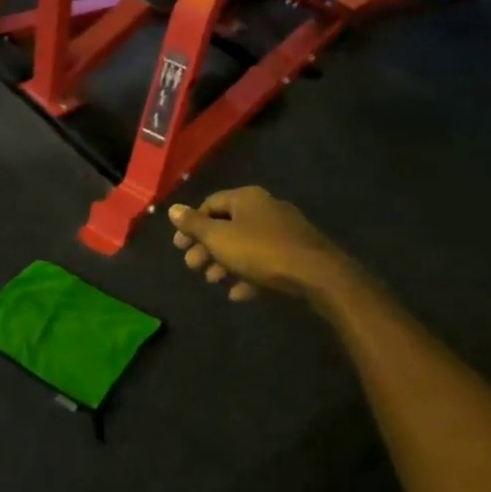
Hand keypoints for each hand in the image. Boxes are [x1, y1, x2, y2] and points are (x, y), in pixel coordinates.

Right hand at [168, 187, 351, 302]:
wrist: (317, 274)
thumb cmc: (261, 251)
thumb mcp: (220, 238)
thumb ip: (195, 224)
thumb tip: (173, 209)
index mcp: (246, 198)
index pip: (209, 204)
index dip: (191, 224)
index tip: (179, 247)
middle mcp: (265, 208)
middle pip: (227, 225)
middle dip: (206, 247)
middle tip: (193, 267)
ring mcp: (283, 230)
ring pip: (245, 244)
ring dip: (225, 262)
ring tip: (214, 281)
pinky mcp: (296, 253)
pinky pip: (264, 261)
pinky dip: (248, 273)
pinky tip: (239, 293)